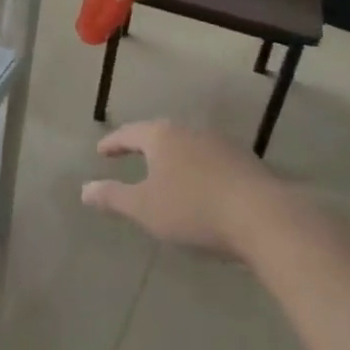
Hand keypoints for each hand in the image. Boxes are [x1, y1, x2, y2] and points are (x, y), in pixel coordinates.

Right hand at [80, 119, 285, 258]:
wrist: (265, 219)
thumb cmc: (194, 209)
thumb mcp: (145, 209)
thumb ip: (113, 197)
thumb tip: (84, 190)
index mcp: (162, 136)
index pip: (129, 133)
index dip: (113, 143)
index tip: (101, 151)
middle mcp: (190, 131)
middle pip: (160, 134)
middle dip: (145, 146)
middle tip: (132, 156)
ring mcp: (222, 144)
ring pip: (188, 146)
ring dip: (174, 159)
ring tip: (166, 175)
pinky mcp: (247, 163)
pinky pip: (211, 161)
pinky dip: (199, 171)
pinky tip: (201, 188)